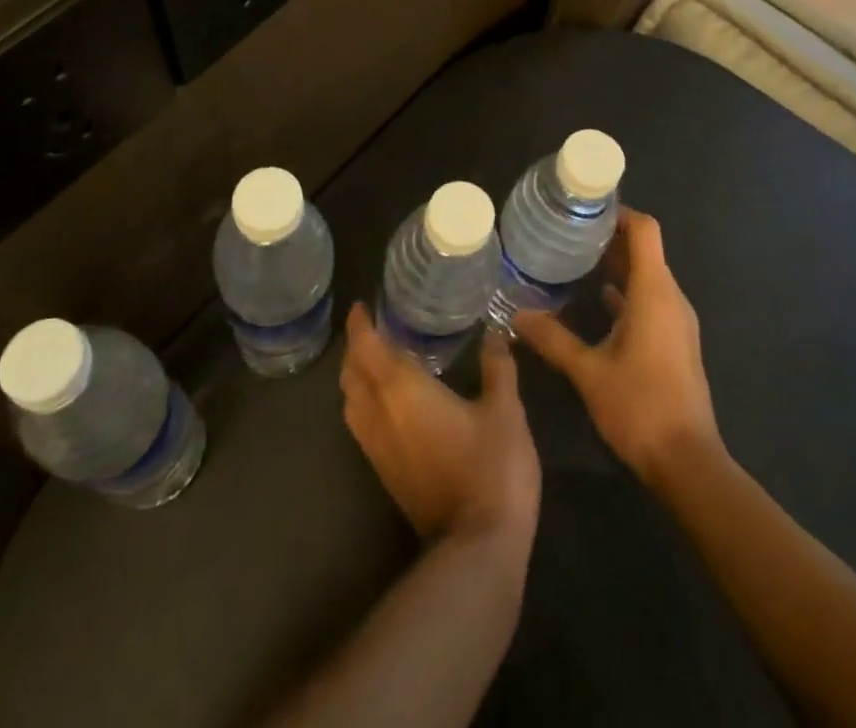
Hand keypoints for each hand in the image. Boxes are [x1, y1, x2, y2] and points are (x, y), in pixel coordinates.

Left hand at [340, 303, 540, 543]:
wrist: (478, 549)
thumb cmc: (492, 468)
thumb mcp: (505, 409)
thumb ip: (497, 366)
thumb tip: (494, 332)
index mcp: (402, 391)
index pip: (367, 348)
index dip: (359, 324)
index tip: (362, 305)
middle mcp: (380, 416)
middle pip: (351, 374)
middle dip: (356, 348)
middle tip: (375, 328)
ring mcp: (378, 450)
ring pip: (351, 402)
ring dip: (356, 377)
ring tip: (378, 360)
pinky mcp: (385, 475)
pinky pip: (361, 425)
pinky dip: (364, 402)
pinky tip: (390, 402)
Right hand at [514, 208, 720, 484]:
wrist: (688, 463)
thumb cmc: (640, 407)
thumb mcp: (588, 371)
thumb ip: (553, 339)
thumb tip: (515, 315)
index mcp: (654, 293)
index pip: (645, 230)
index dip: (619, 212)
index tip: (585, 206)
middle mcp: (670, 298)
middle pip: (645, 250)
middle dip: (609, 236)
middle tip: (568, 229)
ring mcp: (676, 322)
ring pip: (647, 276)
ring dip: (616, 265)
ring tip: (575, 258)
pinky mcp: (674, 342)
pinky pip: (649, 301)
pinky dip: (625, 292)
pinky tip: (595, 300)